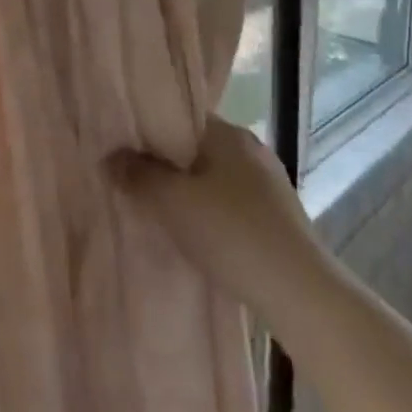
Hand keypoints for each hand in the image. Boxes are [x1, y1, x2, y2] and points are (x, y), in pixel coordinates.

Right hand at [110, 117, 317, 319]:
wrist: (301, 295)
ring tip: (160, 210)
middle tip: (134, 181)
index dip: (149, 129)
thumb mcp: (172, 203)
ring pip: (215, 176)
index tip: (124, 147)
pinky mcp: (279, 217)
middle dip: (167, 163)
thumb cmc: (232, 234)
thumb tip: (110, 156)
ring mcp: (269, 183)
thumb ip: (138, 175)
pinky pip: (232, 202)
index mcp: (228, 133)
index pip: (180, 116)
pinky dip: (211, 212)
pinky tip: (197, 235)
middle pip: (196, 147)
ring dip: (189, 190)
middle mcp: (251, 148)